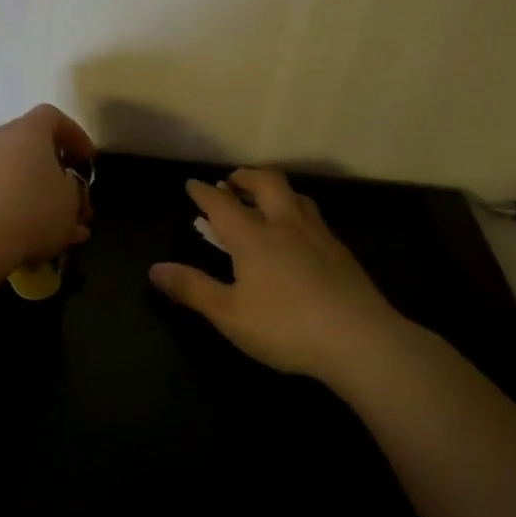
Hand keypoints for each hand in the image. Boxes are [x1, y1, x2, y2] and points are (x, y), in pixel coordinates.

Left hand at [0, 104, 94, 276]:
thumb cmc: (30, 212)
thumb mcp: (70, 204)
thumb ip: (73, 192)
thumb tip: (66, 192)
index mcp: (26, 131)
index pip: (52, 117)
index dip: (74, 135)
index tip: (86, 160)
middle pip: (27, 145)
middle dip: (49, 170)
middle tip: (66, 196)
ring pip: (9, 174)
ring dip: (30, 194)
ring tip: (49, 227)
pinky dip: (8, 208)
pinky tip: (24, 237)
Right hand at [149, 169, 416, 385]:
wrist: (361, 340)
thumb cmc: (286, 327)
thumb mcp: (229, 314)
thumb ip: (192, 289)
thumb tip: (154, 269)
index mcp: (253, 237)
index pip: (222, 203)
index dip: (204, 192)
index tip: (192, 184)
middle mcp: (286, 225)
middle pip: (267, 183)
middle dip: (245, 177)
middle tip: (231, 182)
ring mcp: (319, 236)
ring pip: (296, 196)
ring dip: (275, 190)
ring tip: (265, 201)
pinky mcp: (342, 253)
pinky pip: (314, 218)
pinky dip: (297, 213)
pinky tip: (299, 236)